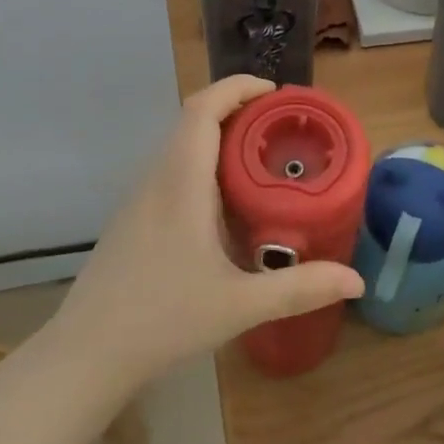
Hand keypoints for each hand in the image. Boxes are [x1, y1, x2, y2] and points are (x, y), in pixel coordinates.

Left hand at [55, 75, 364, 382]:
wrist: (87, 355)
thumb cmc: (163, 319)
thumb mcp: (240, 305)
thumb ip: (300, 289)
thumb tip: (356, 280)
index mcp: (182, 182)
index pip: (203, 109)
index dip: (237, 88)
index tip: (274, 92)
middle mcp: (158, 179)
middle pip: (192, 120)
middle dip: (236, 110)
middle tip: (280, 126)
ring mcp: (140, 199)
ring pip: (180, 146)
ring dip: (217, 137)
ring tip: (260, 158)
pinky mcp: (133, 219)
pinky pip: (171, 171)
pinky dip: (202, 164)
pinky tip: (224, 203)